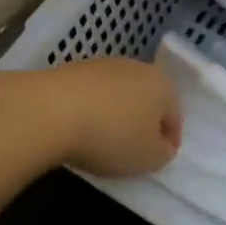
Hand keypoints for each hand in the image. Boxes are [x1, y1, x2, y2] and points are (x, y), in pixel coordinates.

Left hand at [29, 59, 181, 177]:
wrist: (51, 110)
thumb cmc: (111, 136)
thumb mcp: (149, 158)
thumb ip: (163, 153)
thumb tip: (162, 145)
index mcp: (162, 85)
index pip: (175, 116)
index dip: (169, 141)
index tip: (158, 159)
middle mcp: (136, 67)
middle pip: (147, 99)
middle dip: (143, 123)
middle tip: (132, 150)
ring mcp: (103, 65)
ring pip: (118, 95)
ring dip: (115, 115)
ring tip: (102, 141)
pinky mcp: (73, 69)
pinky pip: (92, 95)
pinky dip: (91, 110)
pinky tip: (79, 129)